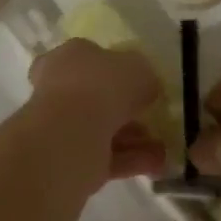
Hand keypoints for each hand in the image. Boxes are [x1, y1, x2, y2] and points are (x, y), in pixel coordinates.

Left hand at [26, 39, 165, 180]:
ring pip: (103, 129)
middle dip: (127, 110)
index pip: (89, 58)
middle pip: (96, 97)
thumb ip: (143, 76)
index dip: (116, 71)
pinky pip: (105, 155)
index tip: (139, 85)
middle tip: (152, 118)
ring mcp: (61, 125)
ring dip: (134, 138)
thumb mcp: (138, 68)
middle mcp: (58, 88)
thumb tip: (145, 87)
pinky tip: (156, 163)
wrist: (70, 135)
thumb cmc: (101, 86)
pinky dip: (130, 159)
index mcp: (68, 57)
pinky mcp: (68, 158)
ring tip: (163, 147)